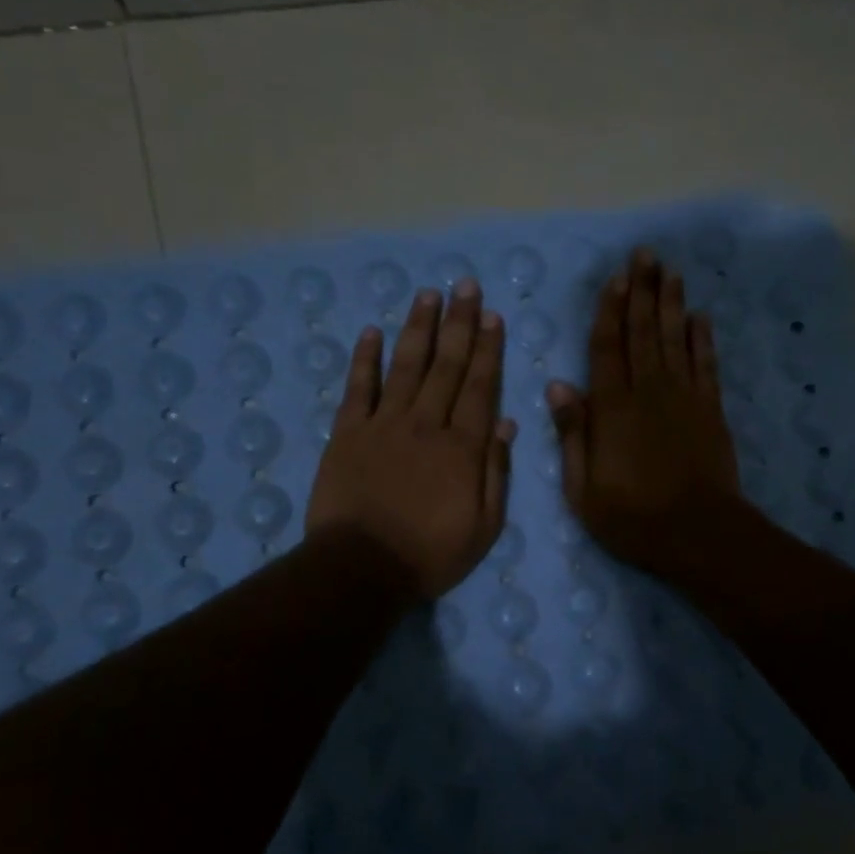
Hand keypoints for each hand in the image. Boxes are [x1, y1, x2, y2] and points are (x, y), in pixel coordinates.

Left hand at [307, 280, 516, 600]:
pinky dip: (365, 359)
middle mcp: (425, 424)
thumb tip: (507, 424)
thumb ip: (496, 473)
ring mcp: (383, 425)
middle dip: (459, 323)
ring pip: (405, 366)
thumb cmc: (430, 554)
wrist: (361, 569)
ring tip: (428, 294)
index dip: (487, 349)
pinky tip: (372, 332)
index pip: (479, 386)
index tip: (492, 316)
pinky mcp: (347, 434)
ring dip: (418, 328)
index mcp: (462, 447)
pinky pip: (358, 388)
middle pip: (446, 365)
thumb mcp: (484, 526)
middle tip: (465, 285)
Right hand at [548, 249, 745, 579]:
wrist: (698, 532)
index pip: (607, 347)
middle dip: (643, 291)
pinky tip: (700, 317)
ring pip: (675, 339)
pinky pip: (706, 364)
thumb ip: (572, 433)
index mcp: (612, 408)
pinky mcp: (710, 410)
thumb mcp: (582, 488)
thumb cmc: (632, 516)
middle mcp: (648, 391)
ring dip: (671, 303)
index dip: (610, 310)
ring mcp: (684, 397)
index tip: (614, 278)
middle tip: (645, 255)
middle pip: (643, 332)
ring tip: (670, 271)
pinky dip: (703, 338)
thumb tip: (559, 384)